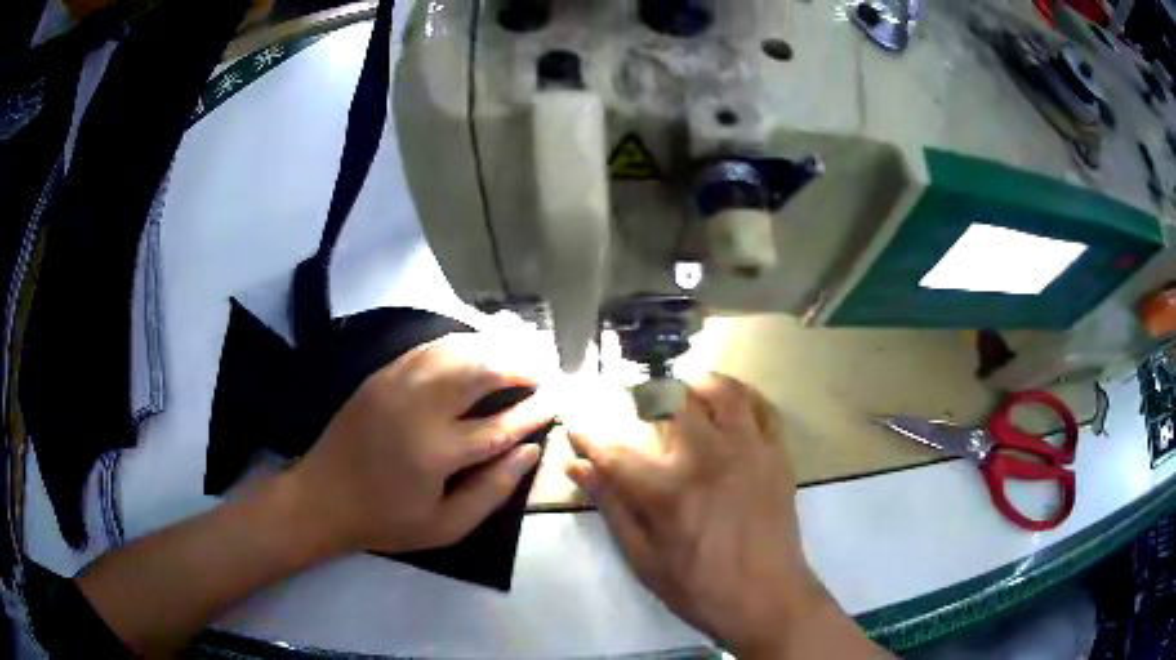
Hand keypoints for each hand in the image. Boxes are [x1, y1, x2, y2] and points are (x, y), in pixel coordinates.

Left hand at [287, 333, 554, 555]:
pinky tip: (476, 349)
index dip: (533, 412)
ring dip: (492, 348)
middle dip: (518, 367)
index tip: (557, 401)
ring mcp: (395, 384)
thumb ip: (492, 491)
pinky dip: (460, 344)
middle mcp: (417, 408)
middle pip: (479, 371)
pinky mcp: (380, 375)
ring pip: (455, 350)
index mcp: (436, 452)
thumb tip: (530, 452)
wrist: (321, 498)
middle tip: (542, 372)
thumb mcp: (444, 526)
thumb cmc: (385, 521)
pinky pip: (428, 348)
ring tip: (517, 355)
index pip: (500, 425)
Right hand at [564, 374, 825, 656]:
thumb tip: (576, 467)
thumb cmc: (699, 588)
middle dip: (641, 397)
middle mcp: (706, 458)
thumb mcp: (643, 559)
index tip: (576, 426)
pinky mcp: (776, 454)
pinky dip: (741, 396)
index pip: (614, 449)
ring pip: (719, 390)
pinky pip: (762, 406)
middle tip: (633, 409)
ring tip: (683, 397)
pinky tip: (728, 406)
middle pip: (667, 401)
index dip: (588, 435)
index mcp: (667, 491)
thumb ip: (612, 507)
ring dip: (694, 386)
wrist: (767, 598)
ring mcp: (747, 451)